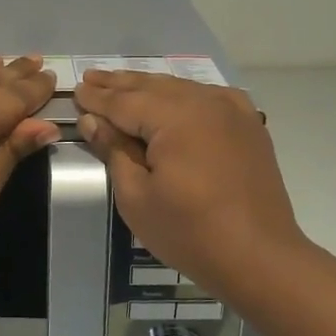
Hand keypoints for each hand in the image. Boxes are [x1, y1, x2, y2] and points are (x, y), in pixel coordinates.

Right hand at [73, 71, 308, 302]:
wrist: (260, 257)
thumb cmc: (190, 232)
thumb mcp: (136, 197)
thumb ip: (114, 150)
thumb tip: (92, 120)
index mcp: (175, 117)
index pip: (124, 101)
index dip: (97, 98)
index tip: (75, 90)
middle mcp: (204, 102)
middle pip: (151, 87)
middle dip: (118, 84)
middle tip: (90, 77)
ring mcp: (232, 110)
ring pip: (180, 88)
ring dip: (149, 86)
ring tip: (121, 82)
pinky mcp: (248, 125)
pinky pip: (209, 97)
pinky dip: (185, 94)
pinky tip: (175, 95)